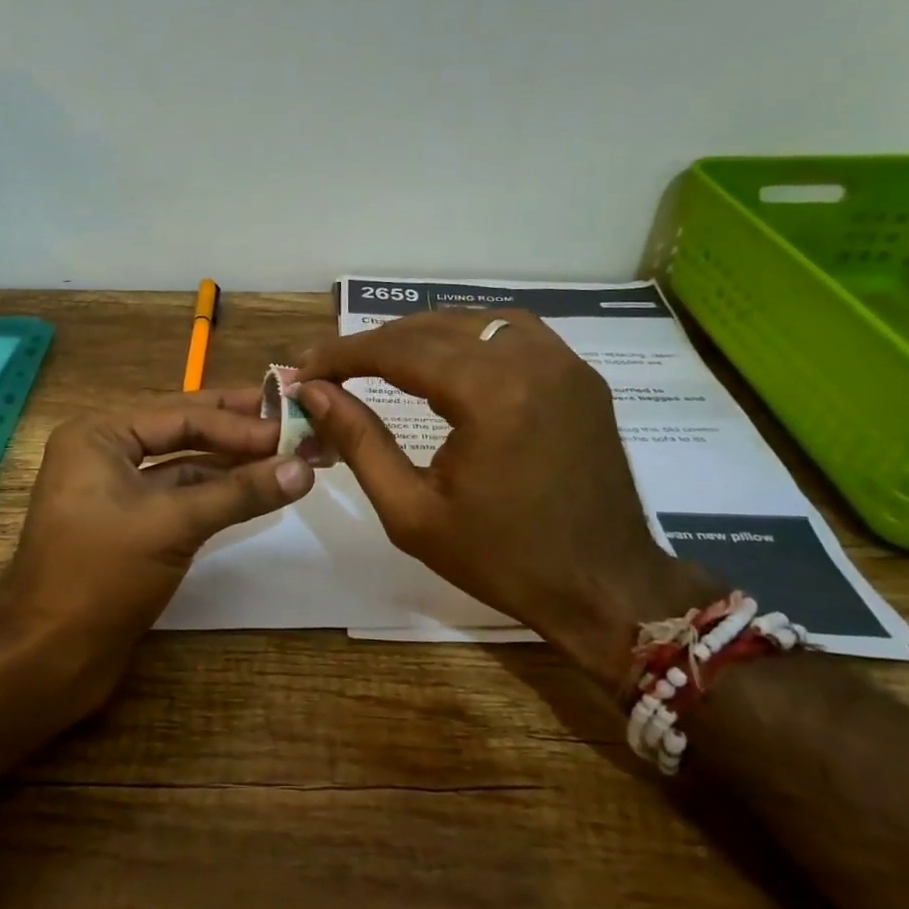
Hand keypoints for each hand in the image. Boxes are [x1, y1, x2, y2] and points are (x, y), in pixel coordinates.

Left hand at [0, 391, 315, 715]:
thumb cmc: (101, 576)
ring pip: (185, 465)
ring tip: (287, 456)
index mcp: (99, 435)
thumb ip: (240, 492)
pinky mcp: (130, 526)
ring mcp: (116, 491)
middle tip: (294, 422)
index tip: (293, 428)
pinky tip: (256, 490)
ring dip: (232, 463)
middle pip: (183, 431)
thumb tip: (304, 468)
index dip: (240, 422)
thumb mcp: (173, 524)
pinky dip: (217, 493)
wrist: (48, 658)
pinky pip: (180, 497)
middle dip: (238, 430)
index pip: (182, 414)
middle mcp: (105, 453)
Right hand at [295, 311, 716, 690]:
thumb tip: (315, 392)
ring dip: (422, 335)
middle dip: (376, 344)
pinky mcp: (580, 376)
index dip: (344, 354)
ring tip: (382, 362)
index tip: (305, 369)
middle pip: (433, 327)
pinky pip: (514, 333)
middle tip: (334, 369)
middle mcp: (531, 361)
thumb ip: (360, 442)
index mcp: (490, 395)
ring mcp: (564, 363)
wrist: (604, 587)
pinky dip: (469, 338)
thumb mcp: (412, 512)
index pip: (399, 350)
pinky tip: (448, 363)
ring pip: (474, 321)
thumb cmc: (502, 560)